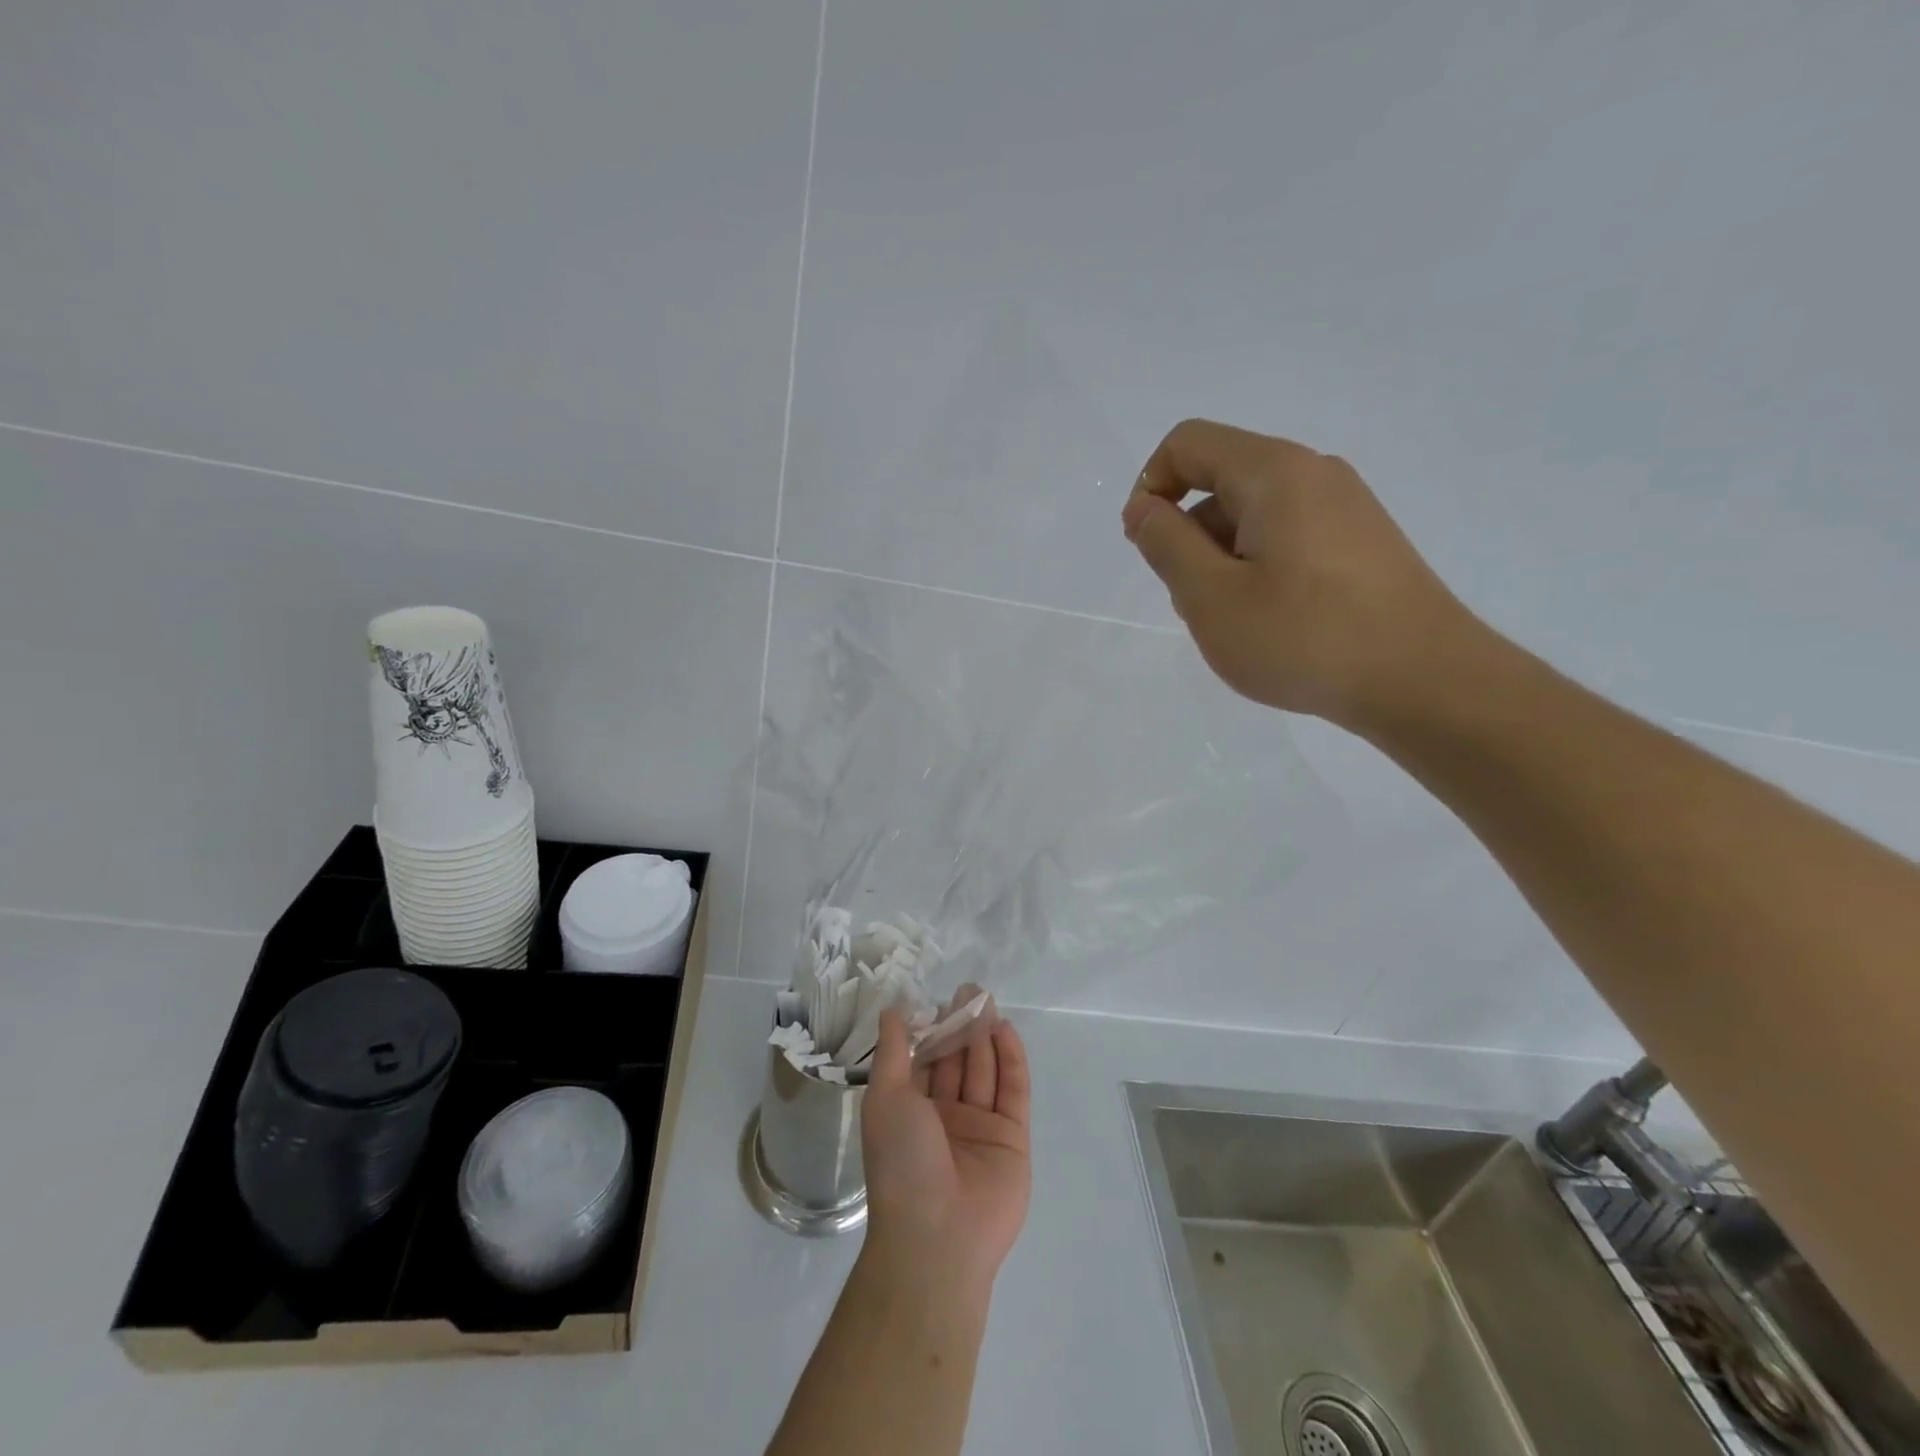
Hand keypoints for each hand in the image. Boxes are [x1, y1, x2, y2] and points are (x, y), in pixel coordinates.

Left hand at [860, 988, 1031, 1286]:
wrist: (938, 1234)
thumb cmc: (901, 1161)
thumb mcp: (886, 1099)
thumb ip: (893, 1054)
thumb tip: (891, 1012)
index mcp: (911, 1110)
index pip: (925, 1060)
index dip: (931, 1029)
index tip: (938, 997)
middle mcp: (946, 1116)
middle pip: (958, 1061)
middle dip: (962, 1025)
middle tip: (970, 989)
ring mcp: (981, 1126)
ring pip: (985, 1070)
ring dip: (985, 1035)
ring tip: (987, 1000)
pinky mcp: (1012, 1137)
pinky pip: (1013, 1090)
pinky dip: (1011, 1059)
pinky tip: (1006, 1029)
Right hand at [1121, 419, 1483, 731]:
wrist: (1423, 681)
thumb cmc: (1304, 637)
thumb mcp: (1211, 597)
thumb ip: (1166, 544)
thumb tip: (1144, 507)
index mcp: (1274, 472)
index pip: (1188, 444)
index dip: (1151, 487)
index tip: (1147, 547)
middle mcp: (1313, 473)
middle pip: (1221, 480)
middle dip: (1188, 535)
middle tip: (1198, 603)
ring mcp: (1345, 506)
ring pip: (1253, 515)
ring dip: (1223, 559)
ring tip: (1237, 622)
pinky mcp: (1362, 541)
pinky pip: (1288, 537)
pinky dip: (1259, 569)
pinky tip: (1274, 623)